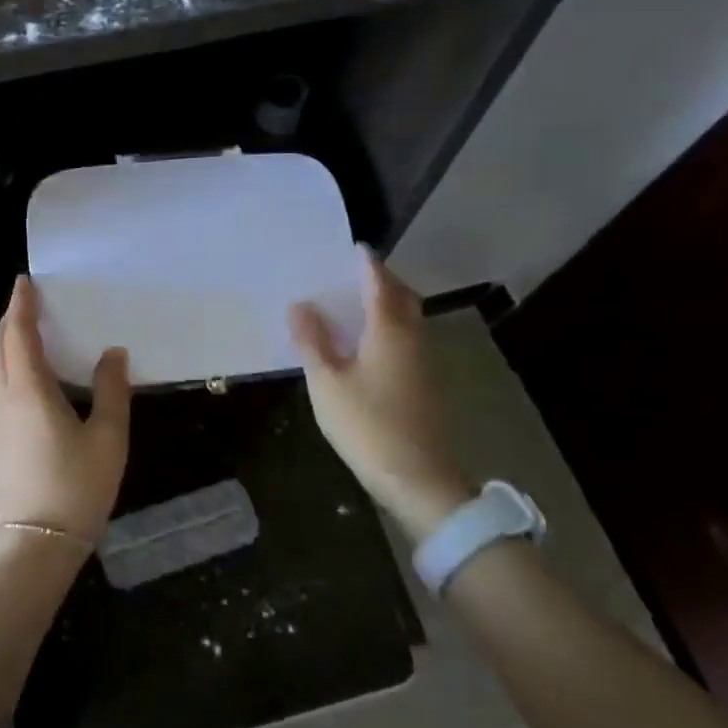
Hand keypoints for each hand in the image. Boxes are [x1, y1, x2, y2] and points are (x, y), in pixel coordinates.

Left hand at [0, 275, 131, 542]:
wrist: (38, 542)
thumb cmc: (78, 487)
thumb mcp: (109, 438)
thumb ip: (112, 390)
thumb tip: (113, 353)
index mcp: (30, 391)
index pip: (18, 335)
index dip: (20, 306)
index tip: (25, 283)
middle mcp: (3, 398)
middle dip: (9, 321)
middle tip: (28, 305)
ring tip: (20, 338)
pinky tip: (16, 378)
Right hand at [289, 246, 474, 539]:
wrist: (419, 479)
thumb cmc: (367, 425)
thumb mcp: (327, 382)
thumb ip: (312, 341)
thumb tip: (299, 305)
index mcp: (390, 330)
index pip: (379, 283)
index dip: (367, 264)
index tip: (353, 248)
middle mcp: (414, 338)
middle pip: (402, 297)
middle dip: (382, 281)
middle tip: (355, 275)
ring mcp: (425, 362)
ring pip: (409, 320)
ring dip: (388, 305)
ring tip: (358, 305)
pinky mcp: (427, 384)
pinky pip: (409, 340)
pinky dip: (391, 329)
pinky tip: (370, 345)